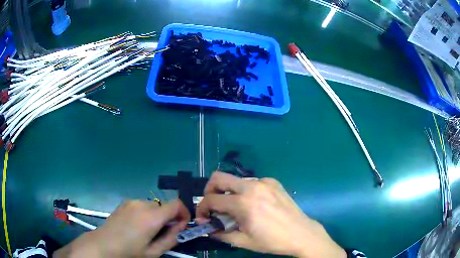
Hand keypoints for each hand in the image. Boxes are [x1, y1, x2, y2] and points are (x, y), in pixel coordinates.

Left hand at [53, 199, 189, 257]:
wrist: (103, 245)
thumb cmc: (129, 252)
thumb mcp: (154, 252)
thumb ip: (171, 239)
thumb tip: (179, 227)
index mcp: (151, 217)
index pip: (176, 204)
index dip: (184, 213)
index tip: (181, 226)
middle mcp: (142, 204)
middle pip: (164, 206)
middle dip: (169, 218)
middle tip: (164, 233)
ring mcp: (131, 202)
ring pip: (153, 206)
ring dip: (157, 216)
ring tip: (149, 231)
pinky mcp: (124, 203)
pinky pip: (141, 205)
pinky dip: (146, 213)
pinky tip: (137, 226)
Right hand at [196, 172, 345, 257]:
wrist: (302, 234)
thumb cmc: (272, 241)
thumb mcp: (243, 241)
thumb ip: (220, 233)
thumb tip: (207, 227)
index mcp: (243, 203)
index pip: (211, 199)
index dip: (201, 209)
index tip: (203, 218)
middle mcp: (252, 186)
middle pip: (218, 177)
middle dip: (209, 190)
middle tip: (213, 205)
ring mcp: (264, 182)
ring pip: (235, 180)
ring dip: (228, 192)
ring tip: (235, 208)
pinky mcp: (273, 182)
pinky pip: (251, 182)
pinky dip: (245, 191)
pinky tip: (253, 204)